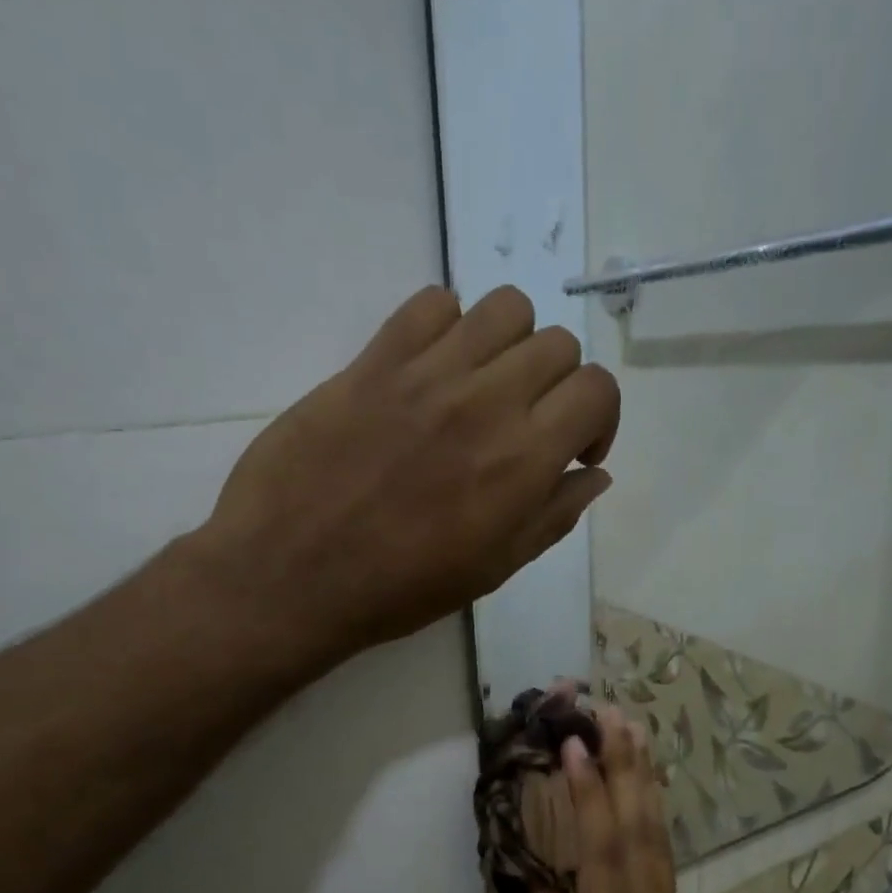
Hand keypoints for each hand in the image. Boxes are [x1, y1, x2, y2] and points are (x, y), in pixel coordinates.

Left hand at [188, 284, 618, 668]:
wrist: (292, 576)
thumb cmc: (399, 589)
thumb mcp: (492, 570)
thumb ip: (553, 517)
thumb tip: (594, 474)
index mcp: (523, 461)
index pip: (597, 389)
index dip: (599, 418)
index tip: (573, 451)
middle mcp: (486, 402)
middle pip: (557, 344)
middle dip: (557, 385)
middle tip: (526, 424)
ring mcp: (427, 373)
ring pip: (504, 309)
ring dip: (511, 345)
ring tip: (484, 386)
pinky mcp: (374, 360)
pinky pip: (431, 303)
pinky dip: (446, 326)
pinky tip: (432, 371)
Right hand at [528, 708, 706, 892]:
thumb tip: (546, 873)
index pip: (602, 851)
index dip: (590, 794)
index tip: (577, 744)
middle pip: (640, 830)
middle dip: (627, 767)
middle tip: (614, 714)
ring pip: (659, 838)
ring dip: (645, 782)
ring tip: (635, 734)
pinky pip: (662, 858)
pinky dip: (653, 816)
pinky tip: (645, 792)